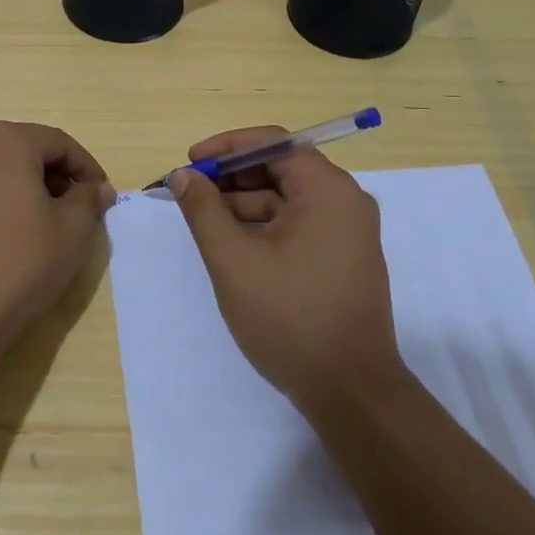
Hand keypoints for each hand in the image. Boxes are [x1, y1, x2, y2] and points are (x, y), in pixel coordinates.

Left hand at [0, 121, 115, 360]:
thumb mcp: (73, 232)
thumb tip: (97, 188)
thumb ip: (88, 200)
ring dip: (8, 192)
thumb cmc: (19, 264)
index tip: (98, 194)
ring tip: (23, 229)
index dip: (84, 167)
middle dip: (45, 177)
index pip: (57, 143)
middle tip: (65, 211)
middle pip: (16, 153)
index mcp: (4, 142)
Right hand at [169, 126, 404, 409]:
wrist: (350, 391)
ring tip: (203, 224)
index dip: (227, 147)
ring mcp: (347, 232)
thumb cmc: (289, 317)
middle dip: (232, 178)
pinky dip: (263, 227)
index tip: (190, 163)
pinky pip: (298, 225)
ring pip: (287, 200)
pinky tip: (232, 246)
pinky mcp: (343, 258)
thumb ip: (203, 210)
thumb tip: (183, 176)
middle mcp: (345, 202)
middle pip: (281, 168)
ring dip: (244, 204)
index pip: (274, 142)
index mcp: (328, 190)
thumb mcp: (233, 259)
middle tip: (190, 193)